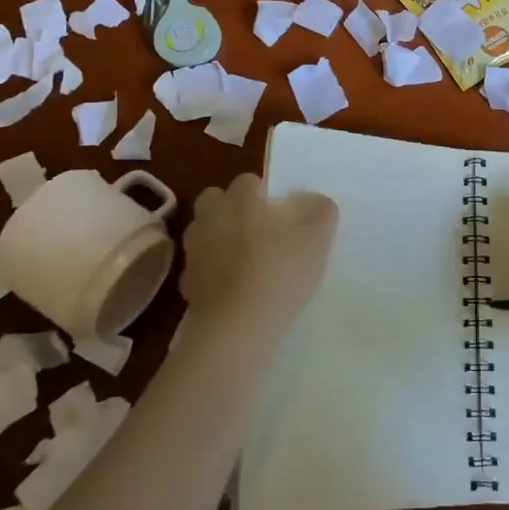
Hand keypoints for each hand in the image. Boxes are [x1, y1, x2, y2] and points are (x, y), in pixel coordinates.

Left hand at [180, 173, 337, 346]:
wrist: (236, 329)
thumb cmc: (279, 273)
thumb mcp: (317, 239)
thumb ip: (321, 212)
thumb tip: (316, 201)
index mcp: (240, 201)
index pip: (247, 180)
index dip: (263, 192)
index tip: (279, 211)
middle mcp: (211, 218)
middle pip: (214, 199)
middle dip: (230, 207)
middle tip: (257, 227)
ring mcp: (194, 252)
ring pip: (203, 231)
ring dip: (218, 237)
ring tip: (244, 257)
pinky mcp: (186, 285)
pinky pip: (199, 267)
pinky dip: (211, 272)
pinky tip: (233, 287)